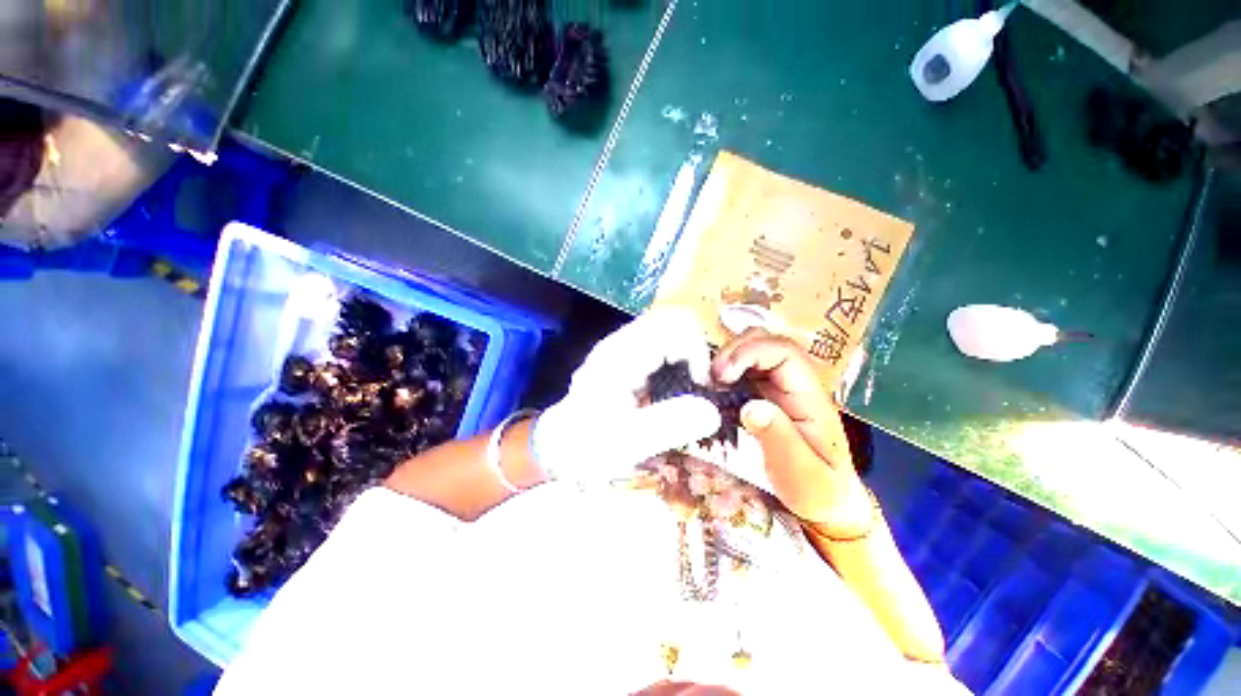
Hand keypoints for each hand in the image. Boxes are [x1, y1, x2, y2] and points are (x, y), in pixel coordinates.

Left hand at [533, 309, 721, 484]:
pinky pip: (663, 343)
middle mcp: (623, 342)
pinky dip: (679, 359)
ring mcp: (625, 346)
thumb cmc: (589, 444)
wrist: (562, 444)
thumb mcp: (628, 441)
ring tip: (691, 386)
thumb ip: (668, 425)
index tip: (702, 385)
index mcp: (621, 354)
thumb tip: (713, 412)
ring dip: (689, 354)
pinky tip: (675, 387)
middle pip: (674, 321)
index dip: (697, 351)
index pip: (673, 326)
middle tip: (701, 385)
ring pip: (670, 330)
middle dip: (697, 350)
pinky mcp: (629, 356)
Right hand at [713, 329, 871, 535]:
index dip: (750, 353)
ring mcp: (778, 386)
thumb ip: (779, 440)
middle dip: (734, 350)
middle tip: (712, 377)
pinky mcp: (763, 394)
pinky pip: (742, 369)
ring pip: (752, 349)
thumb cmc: (817, 489)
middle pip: (766, 340)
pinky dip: (724, 369)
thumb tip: (751, 407)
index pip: (783, 352)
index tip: (723, 376)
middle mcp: (794, 383)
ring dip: (726, 357)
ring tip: (710, 382)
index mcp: (810, 396)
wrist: (826, 501)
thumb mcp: (801, 474)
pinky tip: (713, 388)